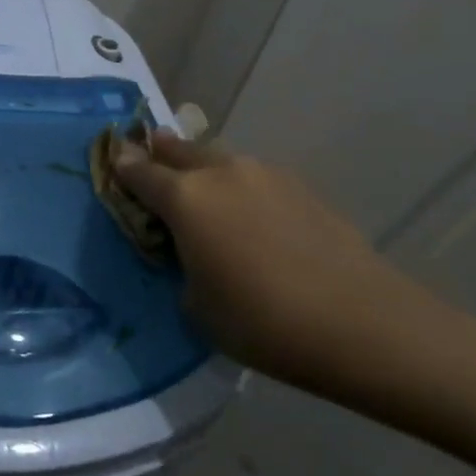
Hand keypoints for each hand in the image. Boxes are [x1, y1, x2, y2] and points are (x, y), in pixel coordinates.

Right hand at [111, 133, 437, 383]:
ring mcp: (265, 175)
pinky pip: (254, 178)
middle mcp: (221, 173)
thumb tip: (190, 251)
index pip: (139, 171)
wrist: (364, 325)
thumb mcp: (196, 305)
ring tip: (202, 190)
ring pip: (219, 159)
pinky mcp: (302, 189)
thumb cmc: (262, 321)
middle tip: (151, 158)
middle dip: (160, 152)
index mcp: (184, 198)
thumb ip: (181, 265)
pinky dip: (240, 187)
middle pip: (179, 149)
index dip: (121, 165)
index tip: (112, 158)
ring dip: (203, 168)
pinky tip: (249, 216)